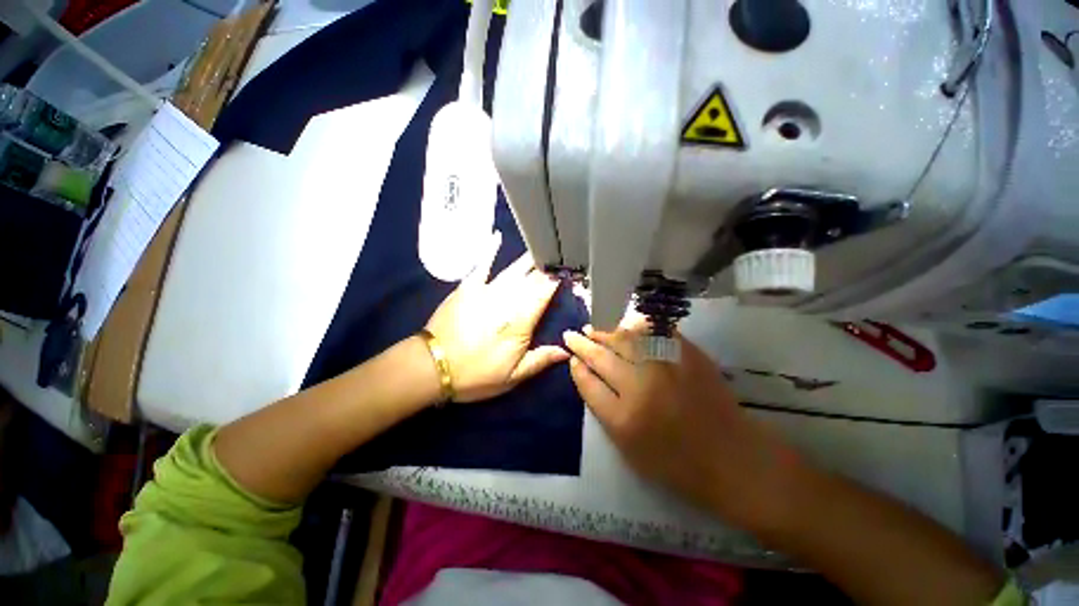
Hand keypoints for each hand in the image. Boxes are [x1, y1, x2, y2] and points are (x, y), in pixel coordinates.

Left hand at [425, 232, 569, 402]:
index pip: (544, 294)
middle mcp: (507, 301)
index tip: (570, 269)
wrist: (433, 367)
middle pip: (532, 280)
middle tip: (561, 254)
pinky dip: (489, 251)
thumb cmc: (476, 374)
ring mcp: (486, 292)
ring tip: (542, 246)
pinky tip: (497, 237)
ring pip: (513, 270)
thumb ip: (541, 360)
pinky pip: (481, 265)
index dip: (558, 280)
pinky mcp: (467, 288)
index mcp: (520, 322)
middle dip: (548, 267)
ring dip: (529, 259)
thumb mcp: (512, 376)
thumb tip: (566, 350)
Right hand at [562, 320, 805, 530]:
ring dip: (604, 330)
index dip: (577, 367)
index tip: (572, 358)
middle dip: (582, 344)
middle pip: (601, 357)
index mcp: (623, 418)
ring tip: (592, 326)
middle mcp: (640, 386)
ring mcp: (665, 367)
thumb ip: (603, 409)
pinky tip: (624, 325)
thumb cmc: (676, 463)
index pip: (588, 382)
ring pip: (624, 338)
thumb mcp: (628, 448)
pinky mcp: (686, 355)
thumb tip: (586, 375)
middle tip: (571, 334)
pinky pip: (653, 332)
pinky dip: (634, 326)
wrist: (731, 457)